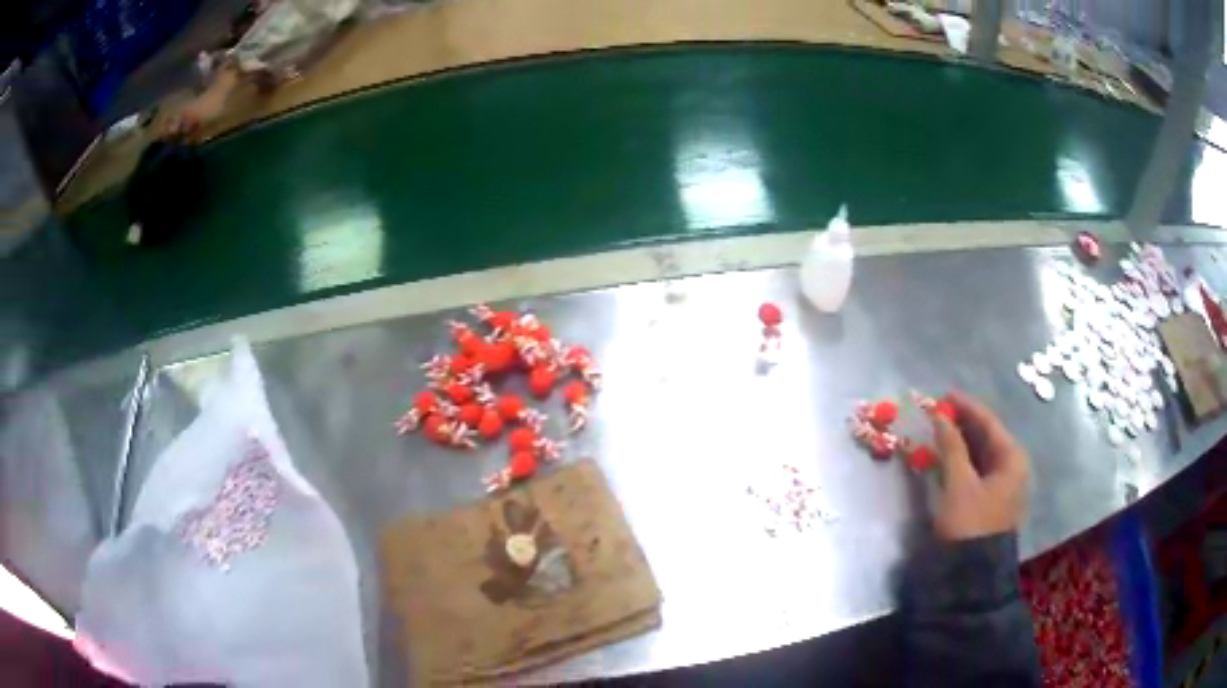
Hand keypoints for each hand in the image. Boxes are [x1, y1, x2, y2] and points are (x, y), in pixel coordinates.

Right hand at [927, 392, 1030, 540]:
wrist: (974, 572)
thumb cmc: (970, 522)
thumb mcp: (959, 483)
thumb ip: (950, 446)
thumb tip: (939, 415)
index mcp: (1012, 457)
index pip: (989, 423)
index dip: (966, 407)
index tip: (944, 395)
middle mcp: (1013, 467)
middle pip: (987, 437)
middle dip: (963, 424)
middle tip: (938, 413)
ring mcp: (1004, 486)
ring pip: (982, 455)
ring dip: (961, 443)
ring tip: (939, 432)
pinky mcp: (993, 501)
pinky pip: (978, 471)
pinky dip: (963, 461)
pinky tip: (947, 458)